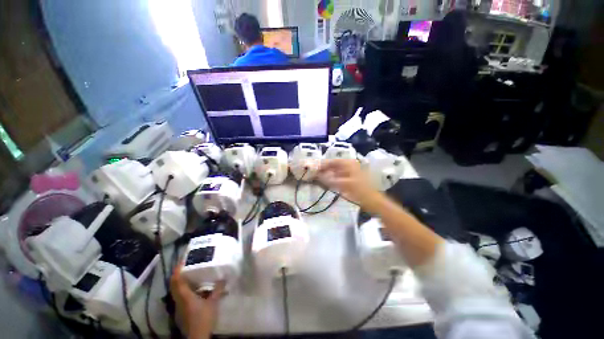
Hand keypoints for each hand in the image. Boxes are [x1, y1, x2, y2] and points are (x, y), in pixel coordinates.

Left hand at [170, 263, 224, 338]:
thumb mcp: (213, 302)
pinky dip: (185, 288)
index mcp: (185, 296)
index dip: (177, 271)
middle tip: (186, 265)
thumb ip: (217, 289)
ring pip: (177, 290)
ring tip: (190, 273)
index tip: (182, 261)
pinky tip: (195, 287)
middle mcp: (180, 299)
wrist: (198, 335)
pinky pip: (181, 295)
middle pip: (174, 285)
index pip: (177, 281)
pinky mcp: (183, 309)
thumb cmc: (204, 317)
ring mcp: (180, 305)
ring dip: (181, 281)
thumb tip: (224, 278)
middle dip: (178, 274)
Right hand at [319, 159, 379, 208]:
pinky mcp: (349, 179)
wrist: (372, 201)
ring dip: (327, 174)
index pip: (332, 161)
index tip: (313, 169)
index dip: (322, 165)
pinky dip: (331, 179)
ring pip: (334, 171)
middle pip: (333, 165)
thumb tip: (317, 176)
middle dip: (323, 169)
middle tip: (314, 174)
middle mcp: (348, 165)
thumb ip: (329, 180)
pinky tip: (326, 183)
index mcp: (348, 164)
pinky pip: (337, 176)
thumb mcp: (343, 185)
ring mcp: (349, 172)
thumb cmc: (359, 191)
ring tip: (318, 178)